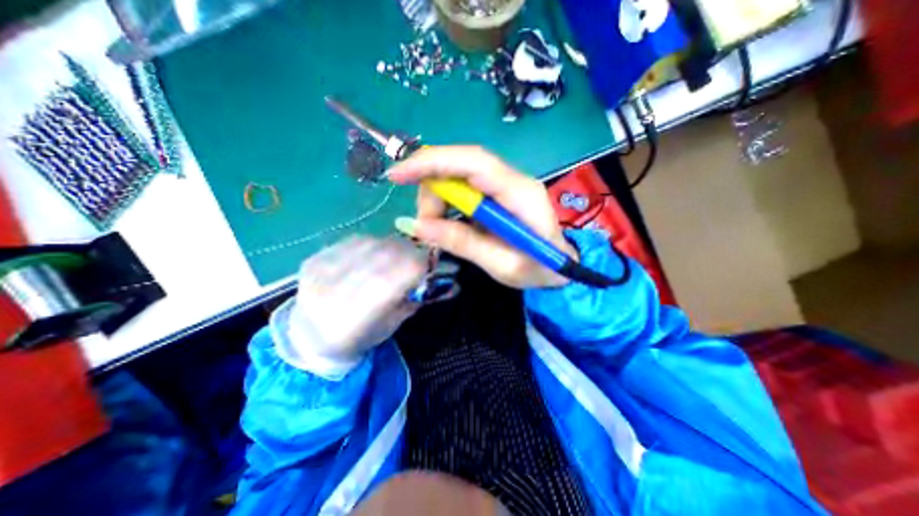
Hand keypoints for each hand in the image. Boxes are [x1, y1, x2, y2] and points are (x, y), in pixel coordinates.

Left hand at [286, 237, 428, 371]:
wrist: (312, 335)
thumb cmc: (360, 337)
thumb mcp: (394, 324)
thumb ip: (416, 297)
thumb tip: (441, 276)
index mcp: (351, 321)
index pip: (390, 280)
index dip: (415, 266)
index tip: (430, 265)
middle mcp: (331, 294)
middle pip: (380, 257)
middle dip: (408, 252)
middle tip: (418, 257)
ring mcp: (318, 273)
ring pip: (370, 244)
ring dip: (391, 246)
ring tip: (397, 256)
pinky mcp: (313, 258)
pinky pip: (355, 241)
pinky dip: (374, 244)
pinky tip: (375, 254)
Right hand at [384, 146, 570, 290]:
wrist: (561, 267)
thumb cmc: (538, 269)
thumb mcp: (500, 264)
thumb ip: (461, 242)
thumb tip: (416, 226)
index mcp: (519, 194)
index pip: (472, 162)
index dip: (431, 162)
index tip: (397, 175)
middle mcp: (512, 179)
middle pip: (459, 165)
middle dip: (431, 190)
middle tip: (425, 225)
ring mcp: (504, 183)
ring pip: (457, 174)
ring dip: (437, 198)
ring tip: (437, 229)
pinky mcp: (497, 192)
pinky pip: (463, 186)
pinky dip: (446, 202)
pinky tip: (447, 222)